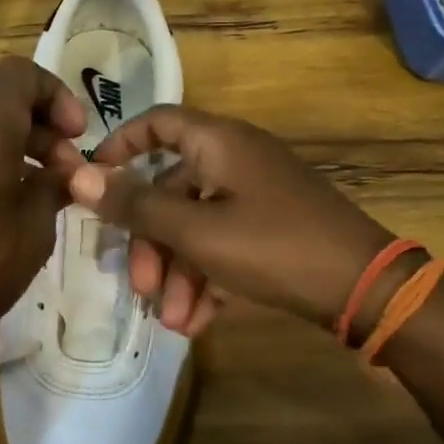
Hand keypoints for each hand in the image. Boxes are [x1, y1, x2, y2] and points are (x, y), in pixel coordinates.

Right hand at [68, 105, 393, 335]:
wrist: (367, 289)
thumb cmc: (273, 246)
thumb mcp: (195, 230)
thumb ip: (135, 204)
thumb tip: (77, 176)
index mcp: (219, 142)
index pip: (157, 122)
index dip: (119, 146)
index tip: (92, 181)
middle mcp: (235, 160)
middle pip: (170, 189)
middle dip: (150, 243)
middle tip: (141, 288)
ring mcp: (256, 195)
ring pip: (195, 225)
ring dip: (178, 274)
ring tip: (174, 322)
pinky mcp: (272, 228)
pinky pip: (223, 244)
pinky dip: (207, 278)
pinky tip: (199, 321)